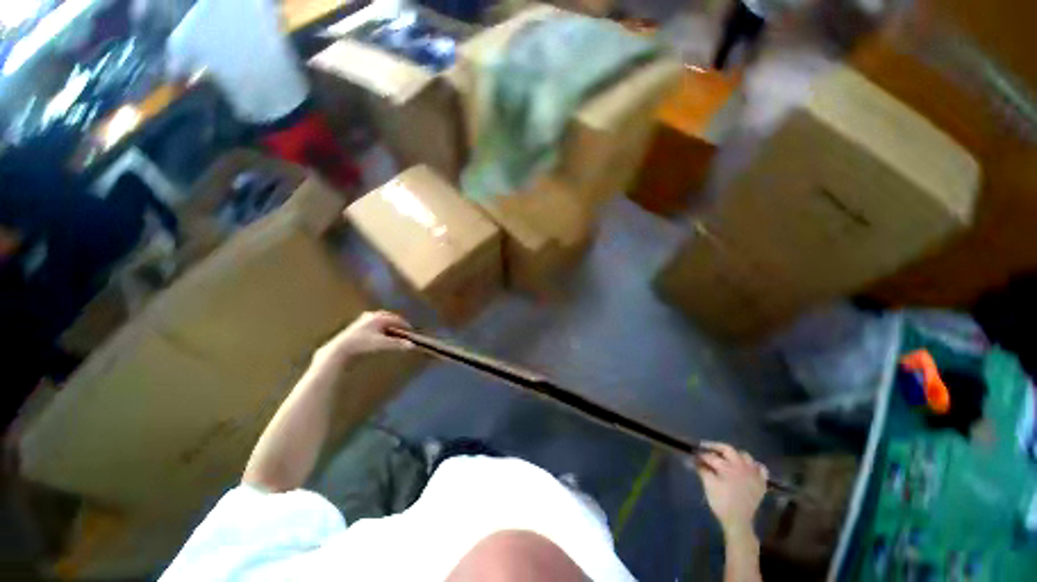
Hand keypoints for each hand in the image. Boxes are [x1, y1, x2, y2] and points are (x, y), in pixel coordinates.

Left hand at [312, 311, 412, 370]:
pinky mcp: (355, 327)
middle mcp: (371, 316)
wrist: (340, 350)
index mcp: (379, 317)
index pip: (397, 319)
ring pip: (379, 321)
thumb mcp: (383, 344)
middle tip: (402, 330)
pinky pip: (372, 325)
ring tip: (391, 332)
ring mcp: (362, 320)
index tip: (411, 331)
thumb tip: (412, 346)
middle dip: (396, 323)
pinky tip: (378, 335)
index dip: (405, 325)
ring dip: (387, 326)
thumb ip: (398, 344)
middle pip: (388, 318)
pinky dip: (378, 329)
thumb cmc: (362, 344)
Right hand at [692, 442, 767, 537]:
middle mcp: (741, 466)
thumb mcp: (708, 485)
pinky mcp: (761, 483)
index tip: (694, 453)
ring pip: (745, 456)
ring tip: (726, 457)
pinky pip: (761, 468)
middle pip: (728, 449)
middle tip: (706, 448)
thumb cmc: (721, 502)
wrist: (738, 521)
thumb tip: (694, 459)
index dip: (701, 454)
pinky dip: (754, 465)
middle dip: (715, 447)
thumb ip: (702, 470)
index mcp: (727, 467)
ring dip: (734, 454)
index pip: (711, 456)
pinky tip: (747, 467)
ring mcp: (753, 474)